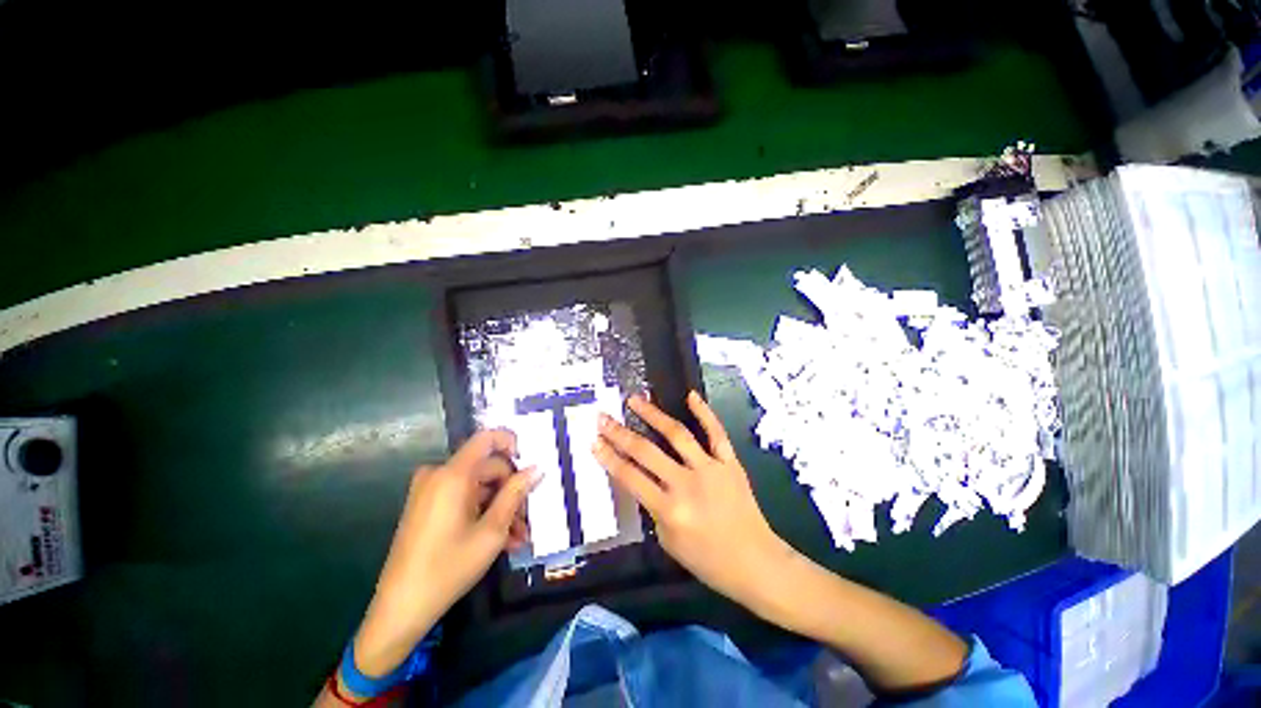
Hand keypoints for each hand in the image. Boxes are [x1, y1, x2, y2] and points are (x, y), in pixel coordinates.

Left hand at [353, 430, 537, 678]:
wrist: (401, 608)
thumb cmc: (449, 567)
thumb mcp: (492, 531)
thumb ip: (516, 493)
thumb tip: (537, 468)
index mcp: (453, 475)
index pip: (487, 438)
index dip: (512, 444)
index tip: (528, 466)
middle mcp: (438, 475)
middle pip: (487, 467)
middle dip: (511, 491)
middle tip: (527, 518)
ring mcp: (429, 490)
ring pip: (478, 486)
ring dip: (500, 507)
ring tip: (517, 536)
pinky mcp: (426, 505)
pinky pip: (462, 498)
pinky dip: (482, 512)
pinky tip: (500, 538)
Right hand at [593, 392, 795, 608]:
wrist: (755, 562)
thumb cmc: (708, 560)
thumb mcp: (668, 541)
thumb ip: (653, 508)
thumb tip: (644, 479)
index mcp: (669, 510)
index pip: (630, 477)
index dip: (609, 457)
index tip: (594, 441)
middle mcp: (687, 484)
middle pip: (646, 452)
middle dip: (620, 433)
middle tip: (603, 417)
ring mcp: (710, 469)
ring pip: (677, 434)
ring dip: (653, 414)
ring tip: (635, 400)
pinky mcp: (730, 462)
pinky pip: (716, 433)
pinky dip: (704, 413)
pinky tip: (690, 395)